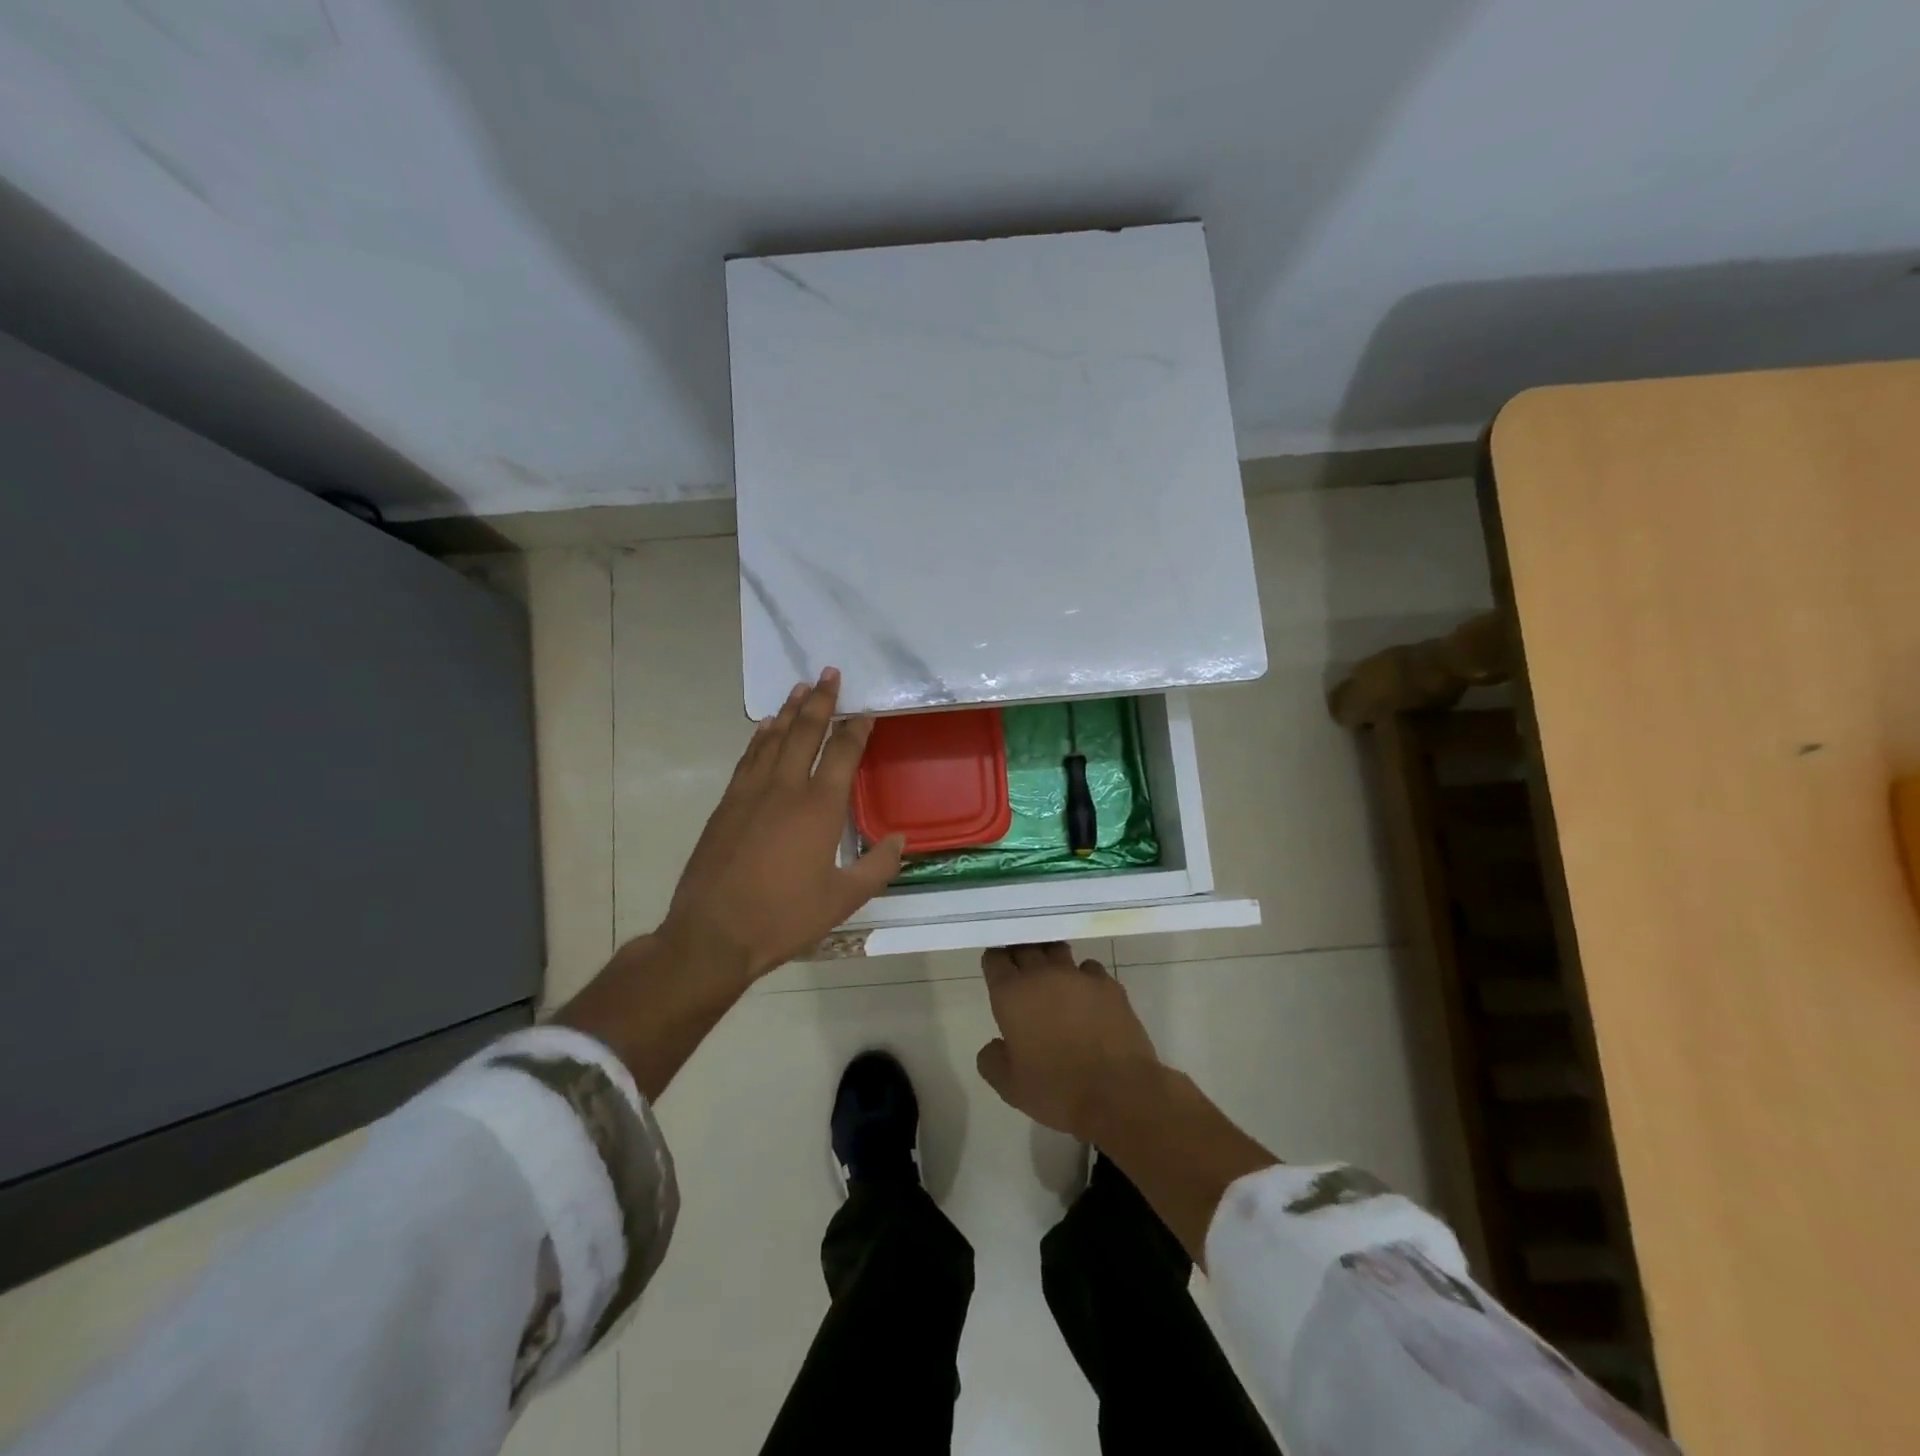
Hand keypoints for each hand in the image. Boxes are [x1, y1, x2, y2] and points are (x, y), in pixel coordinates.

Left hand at [661, 668, 904, 982]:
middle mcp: (786, 788)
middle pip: (806, 732)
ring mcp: (751, 793)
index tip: (866, 711)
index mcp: (820, 807)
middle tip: (829, 672)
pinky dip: (760, 737)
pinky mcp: (727, 804)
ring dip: (790, 710)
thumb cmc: (784, 918)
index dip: (857, 728)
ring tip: (801, 687)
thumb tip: (900, 839)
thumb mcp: (842, 899)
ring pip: (774, 738)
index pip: (843, 753)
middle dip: (822, 700)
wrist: (713, 934)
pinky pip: (748, 758)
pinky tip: (766, 727)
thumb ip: (877, 866)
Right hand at [975, 943, 1162, 1142]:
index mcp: (1011, 994)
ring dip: (1050, 960)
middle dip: (1020, 955)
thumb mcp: (1010, 1087)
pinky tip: (1087, 996)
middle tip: (1021, 972)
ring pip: (1057, 950)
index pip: (995, 958)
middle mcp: (1042, 974)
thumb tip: (994, 1045)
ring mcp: (1078, 975)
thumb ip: (992, 1061)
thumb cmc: (1057, 1090)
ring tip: (1053, 979)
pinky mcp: (1108, 984)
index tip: (998, 972)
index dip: (995, 962)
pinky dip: (1083, 977)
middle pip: (1025, 946)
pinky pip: (1089, 968)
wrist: (1119, 1094)